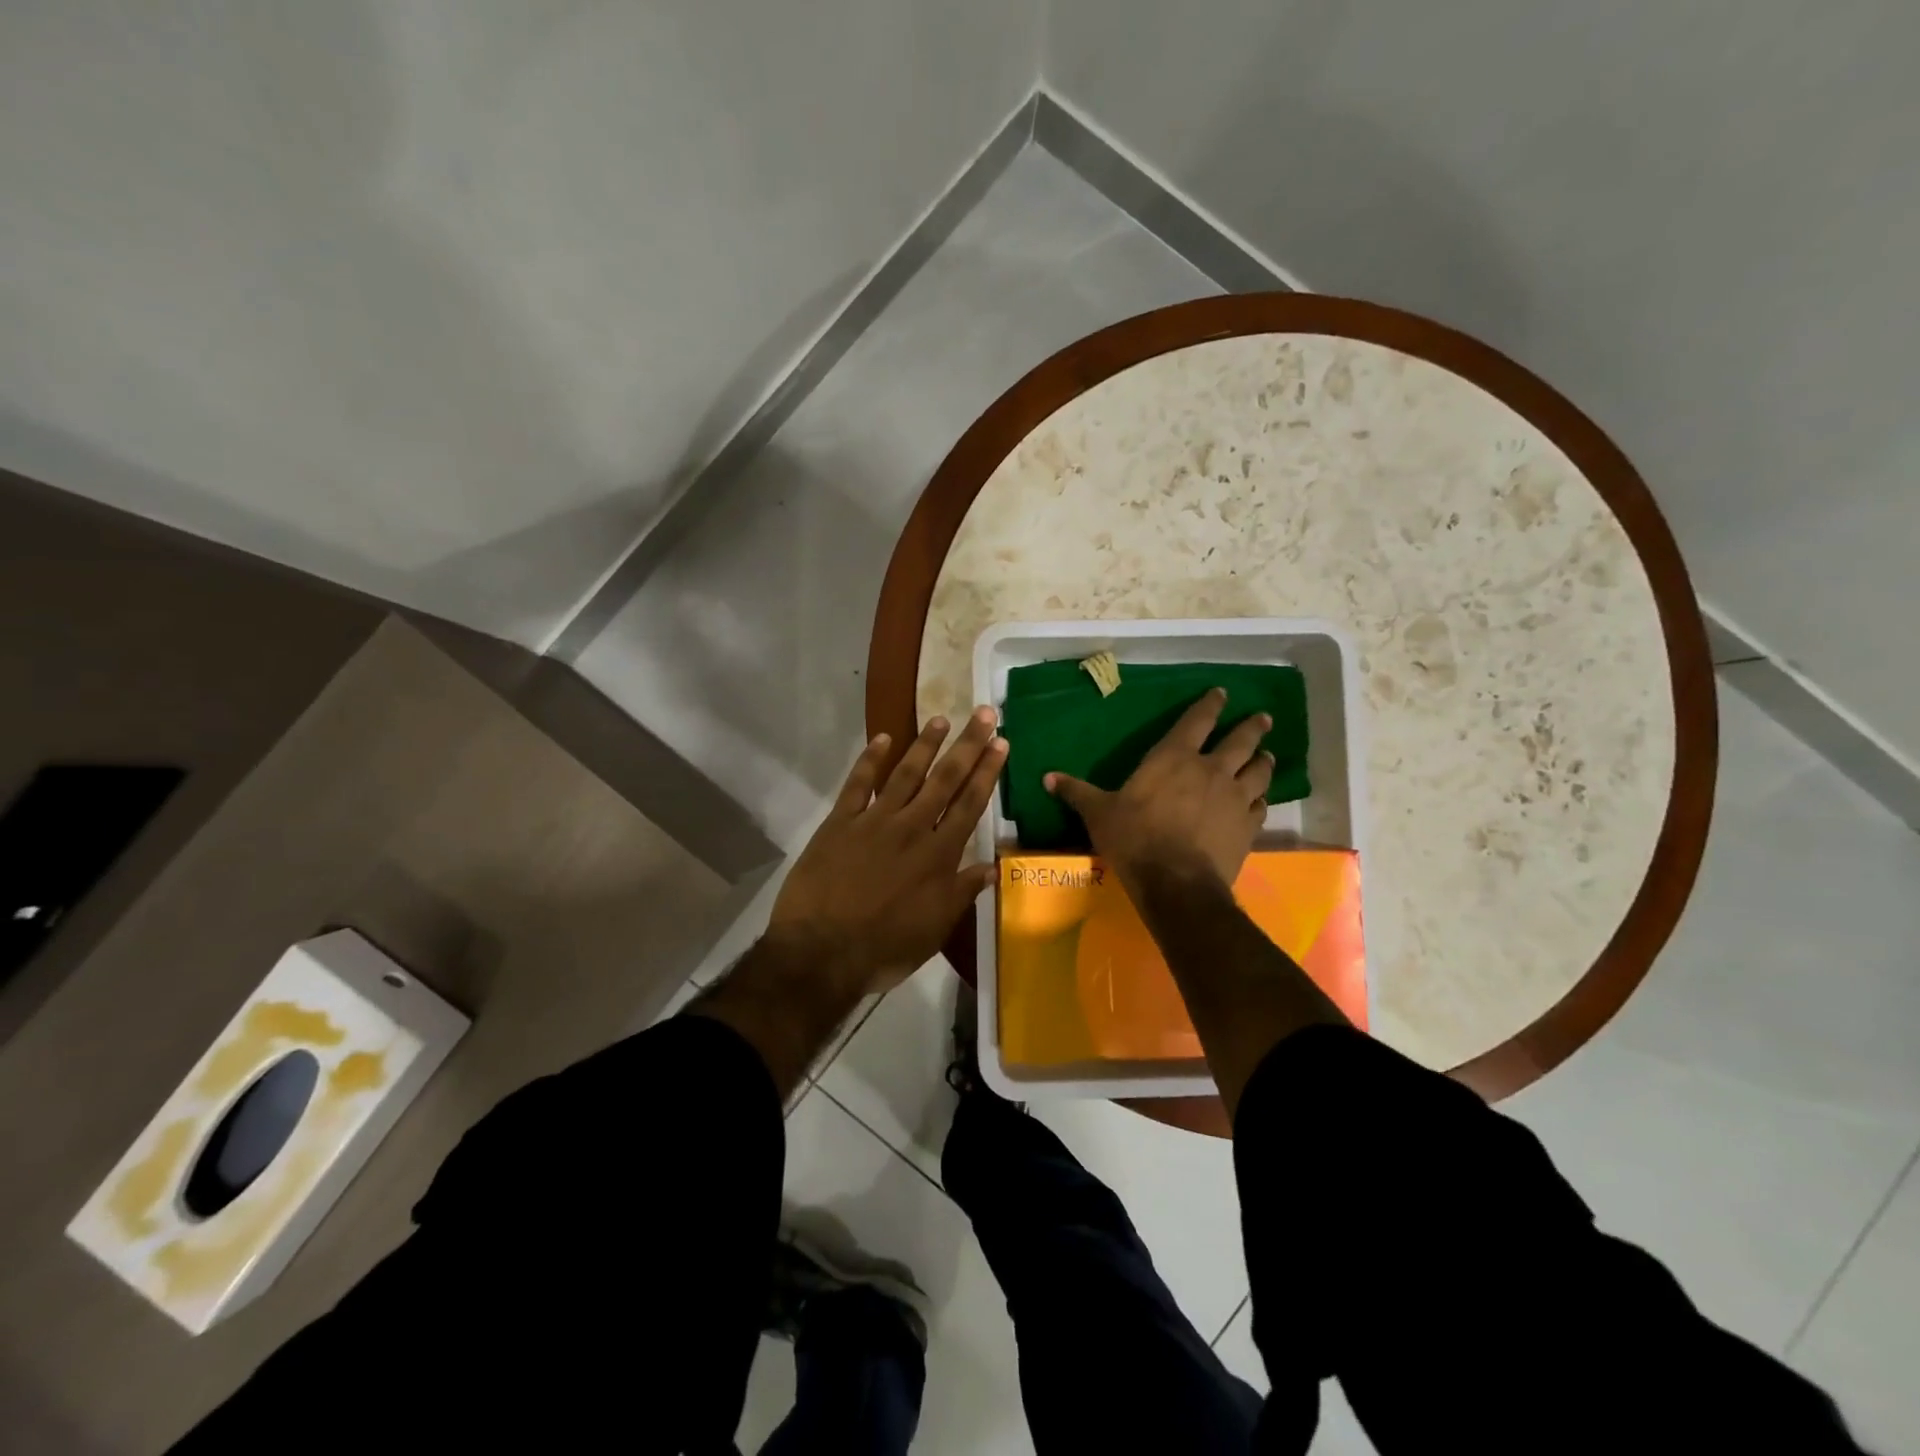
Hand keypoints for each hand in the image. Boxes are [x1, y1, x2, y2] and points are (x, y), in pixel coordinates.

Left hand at [768, 708, 1005, 996]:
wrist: (821, 951)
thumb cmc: (885, 946)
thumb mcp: (935, 928)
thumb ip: (962, 892)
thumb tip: (992, 865)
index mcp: (938, 855)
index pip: (970, 804)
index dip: (987, 772)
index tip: (1001, 743)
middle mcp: (911, 828)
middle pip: (944, 780)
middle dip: (967, 745)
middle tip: (984, 714)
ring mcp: (874, 821)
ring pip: (906, 774)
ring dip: (925, 745)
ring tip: (941, 718)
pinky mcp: (840, 822)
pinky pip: (858, 784)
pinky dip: (869, 760)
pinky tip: (882, 738)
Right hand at [1046, 688, 1270, 892]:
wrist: (1176, 883)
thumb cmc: (1134, 839)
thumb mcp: (1098, 813)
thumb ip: (1077, 792)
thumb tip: (1047, 777)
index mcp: (1174, 758)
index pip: (1197, 721)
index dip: (1211, 704)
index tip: (1223, 693)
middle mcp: (1211, 770)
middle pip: (1240, 741)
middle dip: (1252, 727)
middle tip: (1263, 718)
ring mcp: (1235, 798)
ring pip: (1259, 771)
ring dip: (1263, 761)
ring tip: (1266, 755)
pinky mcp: (1248, 827)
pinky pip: (1261, 806)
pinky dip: (1261, 800)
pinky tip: (1260, 801)